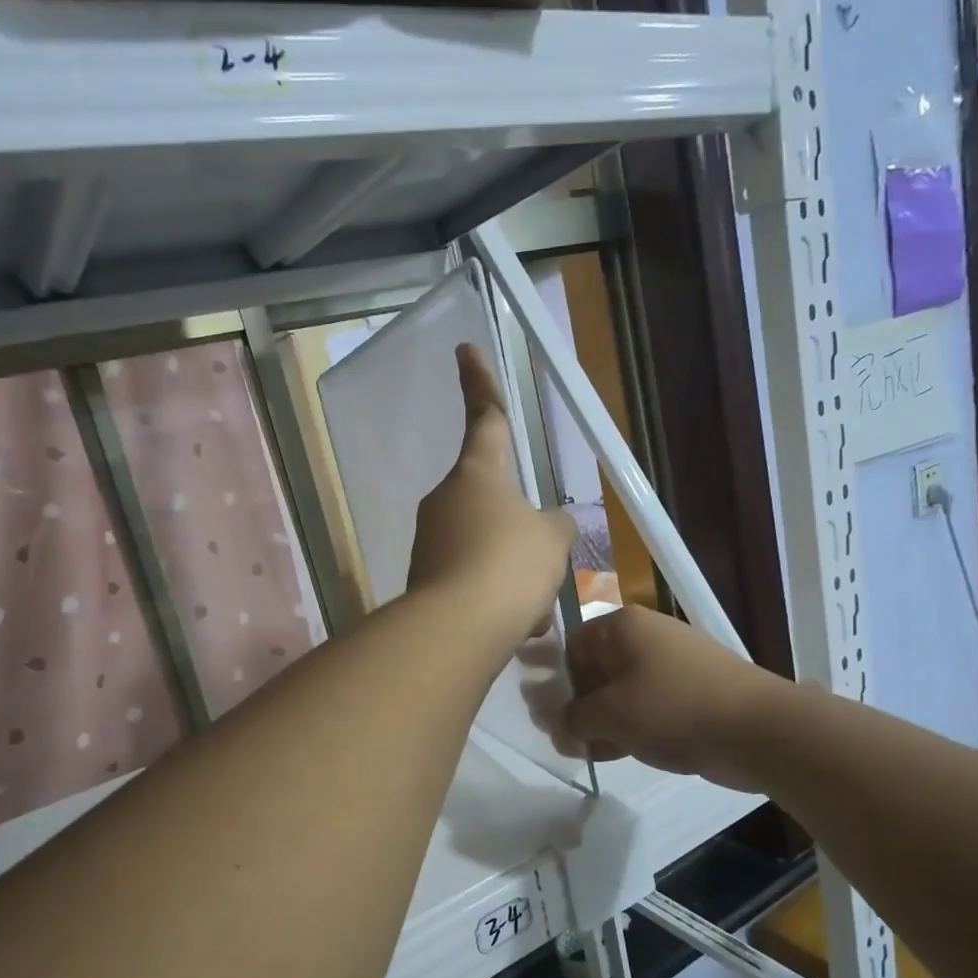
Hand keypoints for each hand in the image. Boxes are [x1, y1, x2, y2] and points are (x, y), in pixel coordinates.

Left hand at [408, 344, 576, 644]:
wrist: (457, 628)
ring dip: (511, 573)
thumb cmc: (510, 565)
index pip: (485, 417)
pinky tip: (511, 625)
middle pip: (491, 501)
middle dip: (518, 532)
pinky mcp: (423, 580)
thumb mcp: (550, 541)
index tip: (464, 349)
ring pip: (485, 548)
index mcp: (478, 474)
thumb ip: (554, 527)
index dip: (480, 383)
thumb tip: (549, 527)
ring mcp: (429, 541)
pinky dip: (494, 599)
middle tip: (542, 565)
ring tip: (531, 606)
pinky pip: (471, 581)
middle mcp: (445, 500)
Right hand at [562, 605, 779, 792]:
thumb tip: (558, 725)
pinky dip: (626, 727)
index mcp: (622, 627)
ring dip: (598, 721)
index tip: (541, 715)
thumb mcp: (610, 714)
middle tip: (560, 739)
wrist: (758, 729)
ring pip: (618, 692)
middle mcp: (644, 638)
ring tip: (583, 752)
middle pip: (593, 670)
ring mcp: (669, 666)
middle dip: (573, 706)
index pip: (570, 646)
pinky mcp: (687, 693)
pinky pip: (644, 707)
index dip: (551, 680)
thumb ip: (572, 718)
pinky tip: (613, 754)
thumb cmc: (674, 708)